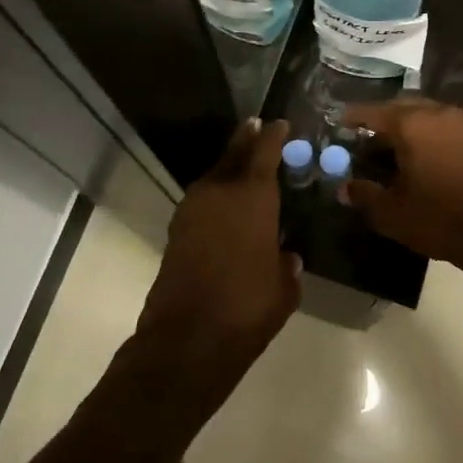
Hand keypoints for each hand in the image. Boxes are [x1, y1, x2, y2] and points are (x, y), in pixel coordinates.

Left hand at [137, 118, 301, 364]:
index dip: (273, 135)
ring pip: (214, 175)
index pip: (264, 152)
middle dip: (246, 139)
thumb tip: (285, 257)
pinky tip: (224, 204)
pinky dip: (214, 193)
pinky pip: (201, 199)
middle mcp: (220, 193)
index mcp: (252, 197)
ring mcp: (192, 209)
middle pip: (233, 154)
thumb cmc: (248, 308)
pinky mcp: (177, 230)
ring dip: (228, 166)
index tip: (280, 123)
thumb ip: (286, 265)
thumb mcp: (284, 288)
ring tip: (243, 163)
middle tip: (257, 126)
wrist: (188, 338)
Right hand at [338, 99, 462, 289]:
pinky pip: (441, 125)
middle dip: (380, 119)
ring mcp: (460, 124)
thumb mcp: (391, 212)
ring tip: (389, 147)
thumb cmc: (438, 218)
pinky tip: (417, 156)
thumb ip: (364, 195)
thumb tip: (345, 188)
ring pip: (423, 114)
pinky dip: (424, 133)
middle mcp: (436, 114)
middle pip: (400, 107)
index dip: (353, 118)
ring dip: (404, 125)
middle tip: (363, 136)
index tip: (338, 122)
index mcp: (411, 124)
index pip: (373, 112)